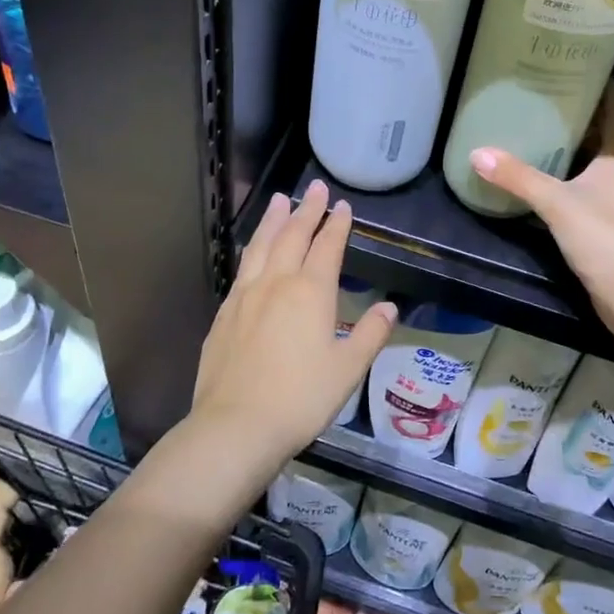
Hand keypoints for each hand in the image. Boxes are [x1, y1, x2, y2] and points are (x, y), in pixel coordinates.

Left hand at [193, 179, 397, 466]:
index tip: (342, 206)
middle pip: (293, 236)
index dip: (337, 224)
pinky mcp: (224, 313)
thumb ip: (369, 334)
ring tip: (280, 200)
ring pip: (262, 246)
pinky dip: (252, 249)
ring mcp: (245, 296)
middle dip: (306, 210)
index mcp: (310, 292)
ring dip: (274, 220)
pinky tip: (253, 251)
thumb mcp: (347, 369)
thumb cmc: (300, 398)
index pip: (327, 246)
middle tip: (314, 188)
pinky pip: (242, 268)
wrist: (235, 426)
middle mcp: (276, 283)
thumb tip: (389, 307)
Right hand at [468, 84, 613, 323]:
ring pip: (593, 162)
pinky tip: (542, 177)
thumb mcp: (557, 204)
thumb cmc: (605, 240)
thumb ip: (518, 178)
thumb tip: (478, 153)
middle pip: (602, 134)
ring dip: (571, 146)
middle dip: (579, 114)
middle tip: (545, 94)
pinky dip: (566, 176)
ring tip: (537, 127)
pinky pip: (584, 187)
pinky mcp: (607, 224)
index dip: (605, 86)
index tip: (582, 65)